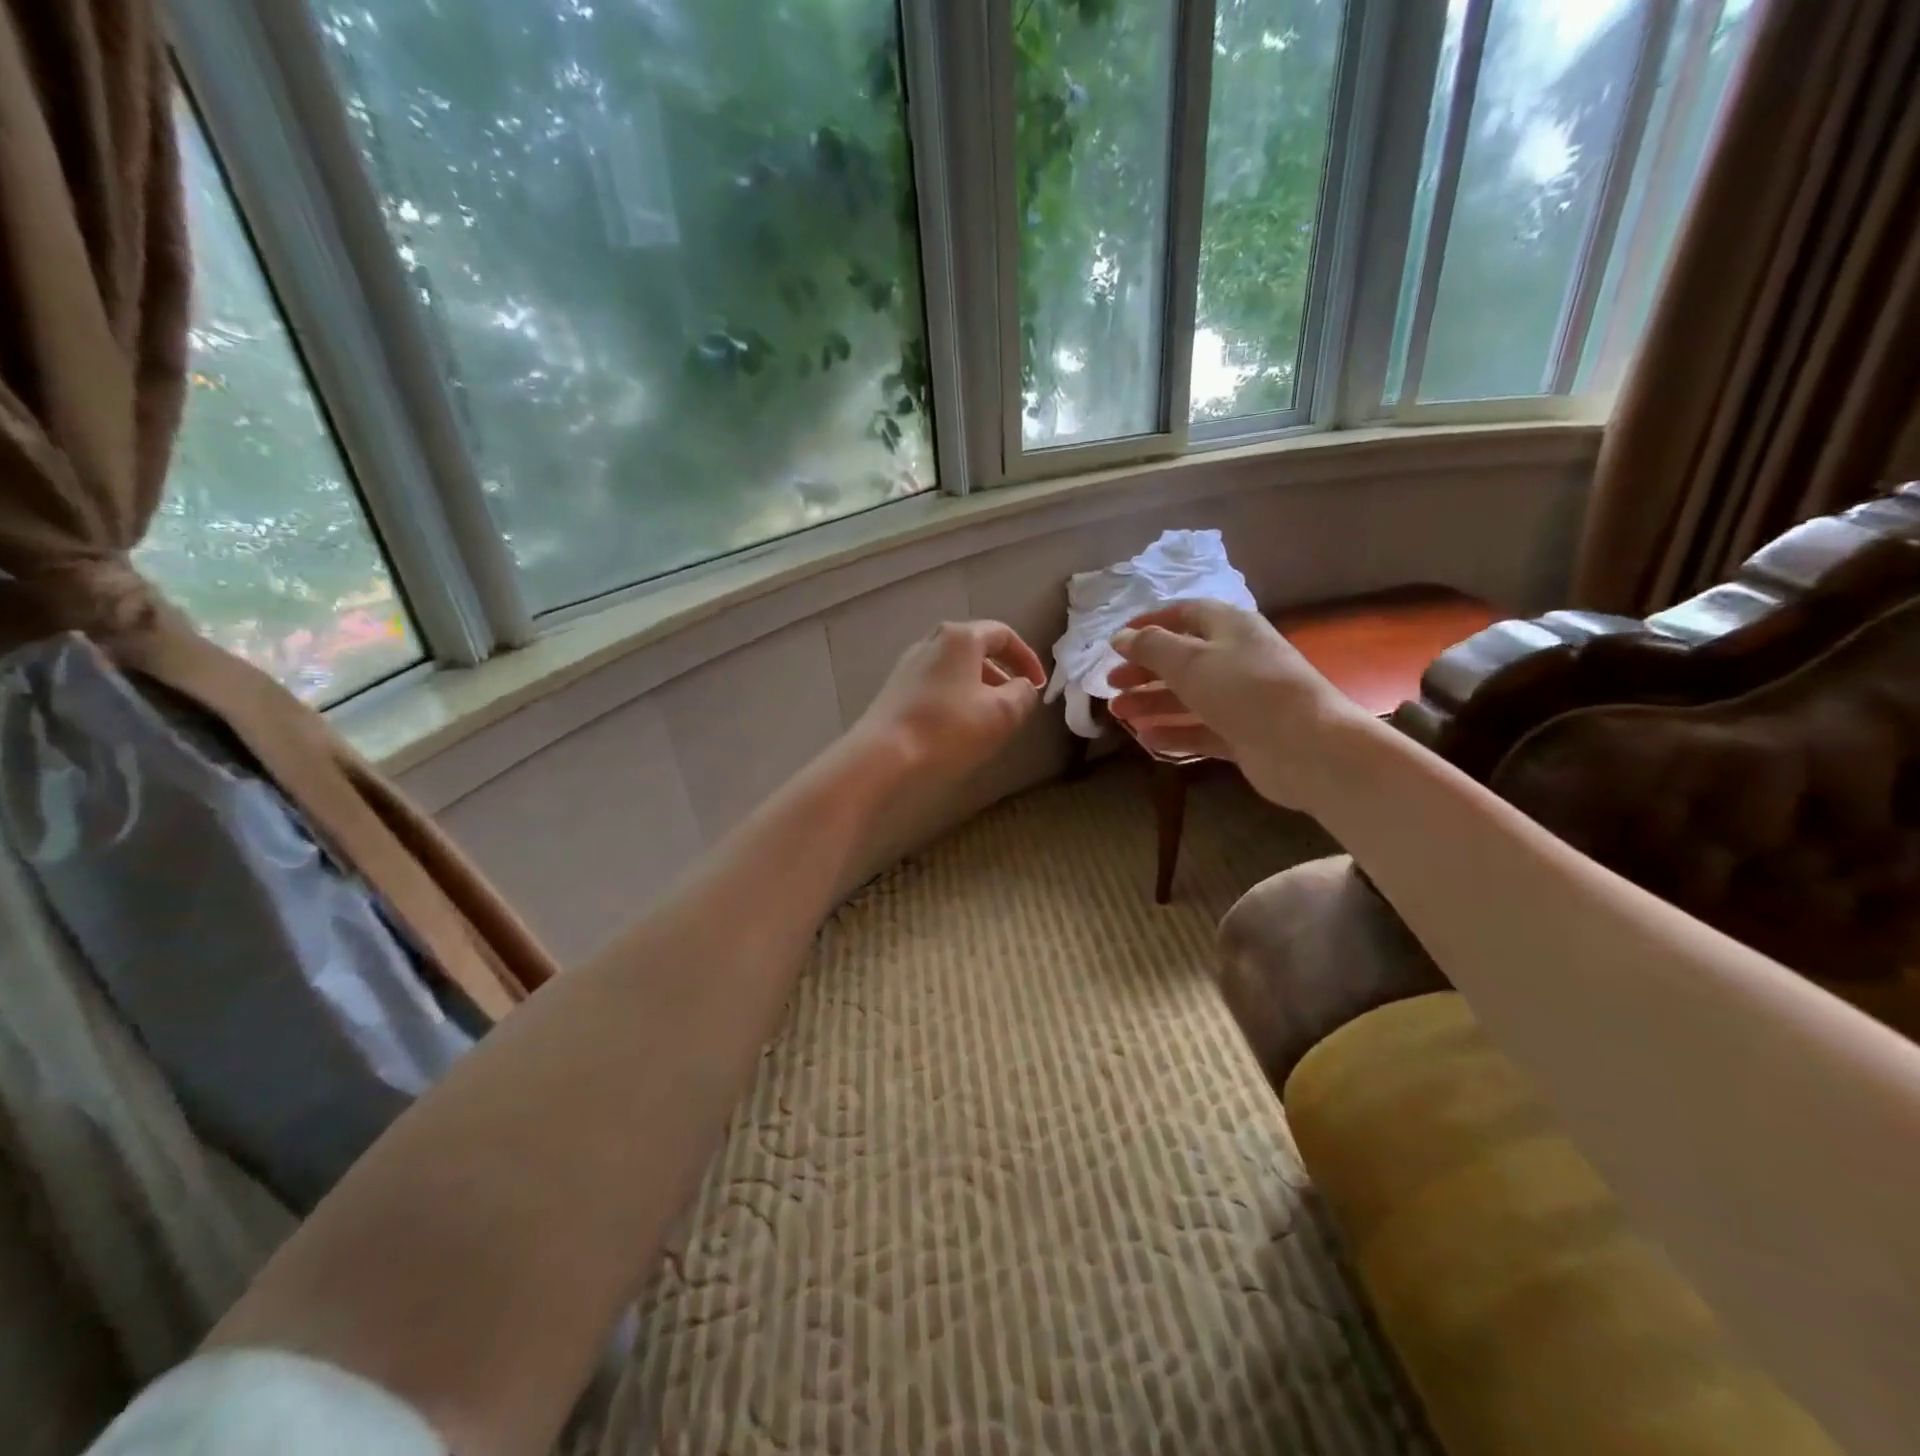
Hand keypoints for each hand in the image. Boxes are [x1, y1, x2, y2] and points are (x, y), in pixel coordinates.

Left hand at [851, 620, 1046, 782]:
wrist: (883, 755)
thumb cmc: (948, 729)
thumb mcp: (1002, 713)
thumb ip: (1023, 694)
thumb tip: (1024, 687)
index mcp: (960, 637)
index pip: (1003, 634)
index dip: (1027, 658)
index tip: (1038, 685)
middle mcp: (932, 641)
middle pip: (976, 648)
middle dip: (1002, 673)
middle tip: (1015, 700)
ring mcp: (909, 663)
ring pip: (955, 668)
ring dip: (978, 687)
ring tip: (990, 717)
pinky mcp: (895, 688)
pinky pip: (936, 683)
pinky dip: (956, 696)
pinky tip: (958, 725)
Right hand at [1107, 599, 1359, 810]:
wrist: (1307, 746)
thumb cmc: (1245, 690)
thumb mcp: (1190, 660)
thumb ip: (1150, 647)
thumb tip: (1120, 637)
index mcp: (1230, 627)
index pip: (1184, 615)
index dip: (1149, 625)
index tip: (1117, 642)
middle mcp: (1236, 659)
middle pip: (1182, 659)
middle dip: (1144, 671)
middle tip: (1111, 684)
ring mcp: (1242, 699)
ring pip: (1188, 697)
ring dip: (1152, 703)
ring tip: (1118, 714)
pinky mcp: (1244, 734)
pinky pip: (1201, 729)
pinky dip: (1174, 732)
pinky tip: (1146, 740)